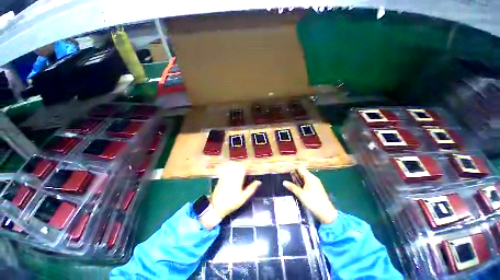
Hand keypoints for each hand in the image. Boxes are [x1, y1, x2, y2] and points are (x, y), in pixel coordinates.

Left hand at [210, 162, 260, 218]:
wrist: (216, 207)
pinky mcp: (220, 177)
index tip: (251, 166)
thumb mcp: (243, 198)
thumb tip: (259, 182)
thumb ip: (251, 188)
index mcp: (237, 180)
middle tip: (246, 168)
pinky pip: (225, 168)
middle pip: (237, 164)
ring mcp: (225, 176)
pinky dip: (229, 166)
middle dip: (242, 164)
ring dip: (236, 164)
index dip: (248, 165)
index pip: (243, 167)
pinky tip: (232, 169)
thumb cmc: (231, 203)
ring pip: (231, 165)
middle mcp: (231, 176)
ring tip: (240, 167)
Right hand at [283, 167, 337, 223]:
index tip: (286, 172)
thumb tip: (284, 182)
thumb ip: (292, 187)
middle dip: (294, 174)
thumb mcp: (300, 194)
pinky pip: (307, 181)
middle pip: (302, 172)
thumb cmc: (313, 202)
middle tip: (286, 177)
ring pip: (304, 177)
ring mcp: (315, 183)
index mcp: (310, 177)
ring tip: (290, 181)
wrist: (326, 212)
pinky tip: (297, 187)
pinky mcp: (316, 187)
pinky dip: (301, 182)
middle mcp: (313, 178)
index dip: (293, 169)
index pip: (300, 168)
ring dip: (297, 178)